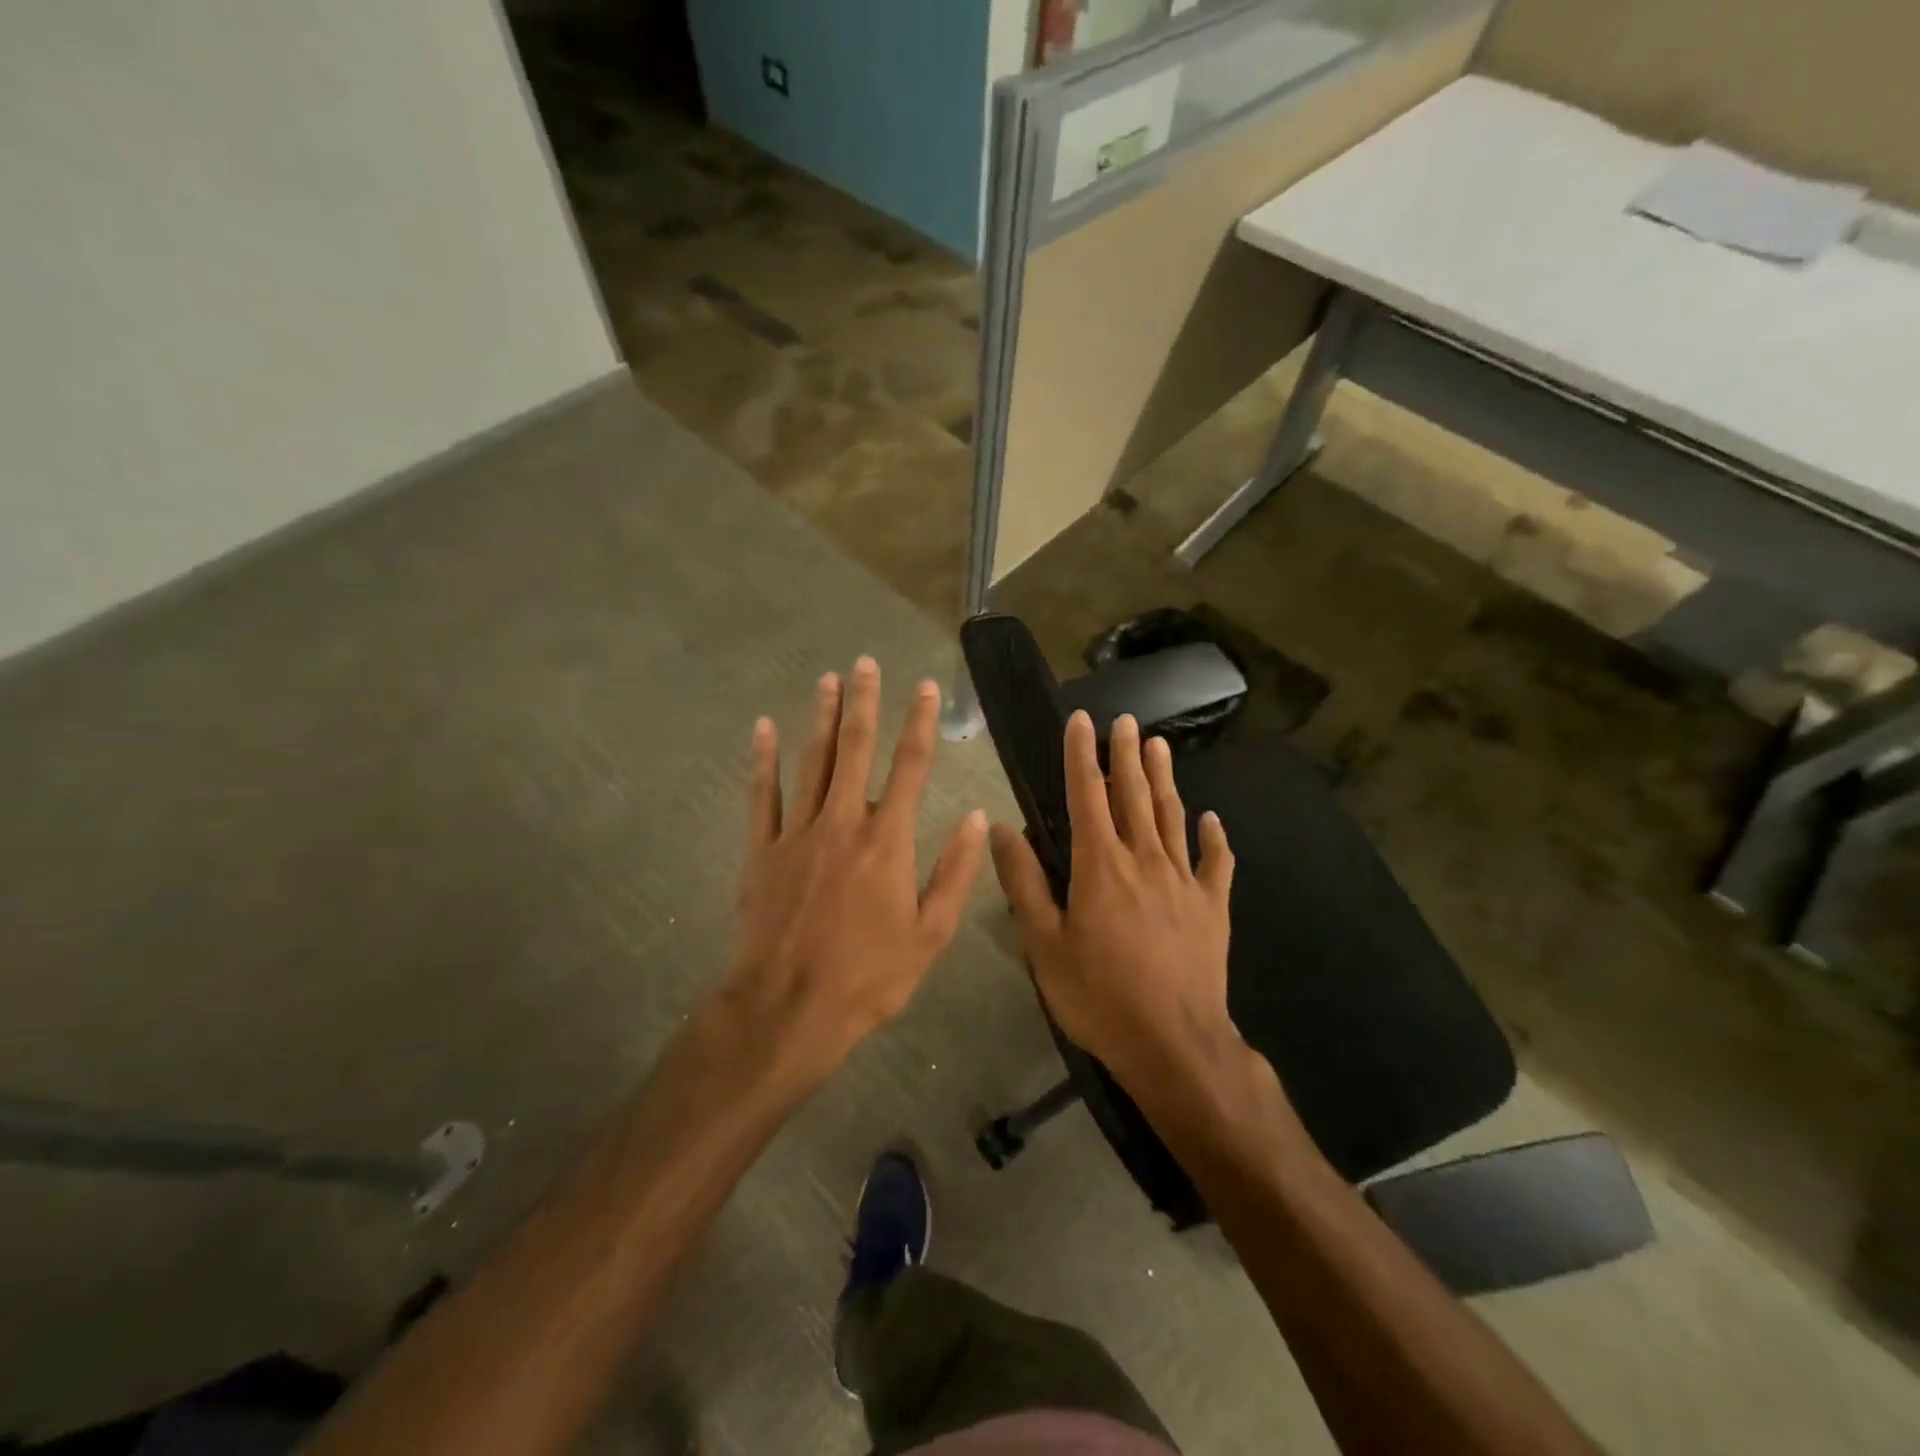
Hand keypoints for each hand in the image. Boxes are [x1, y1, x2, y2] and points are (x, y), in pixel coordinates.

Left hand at [723, 657, 987, 1090]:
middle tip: (865, 663)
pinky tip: (763, 729)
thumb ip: (955, 872)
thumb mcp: (930, 934)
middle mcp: (843, 822)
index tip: (926, 688)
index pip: (911, 767)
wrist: (790, 1009)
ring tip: (827, 680)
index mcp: (888, 841)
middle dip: (863, 703)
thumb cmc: (869, 976)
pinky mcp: (762, 851)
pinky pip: (761, 795)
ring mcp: (797, 833)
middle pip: (855, 750)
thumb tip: (978, 819)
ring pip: (810, 762)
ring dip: (820, 718)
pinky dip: (762, 760)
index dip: (921, 723)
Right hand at [989, 711, 1237, 1085]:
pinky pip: (1216, 864)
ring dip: (1165, 779)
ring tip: (1160, 746)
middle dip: (1126, 754)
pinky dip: (1215, 839)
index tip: (1080, 721)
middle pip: (1134, 795)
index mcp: (1100, 865)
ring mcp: (1184, 882)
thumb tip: (1000, 828)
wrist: (1174, 1045)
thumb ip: (1024, 883)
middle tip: (1126, 720)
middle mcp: (1144, 860)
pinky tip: (1213, 820)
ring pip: (1173, 817)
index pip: (1087, 795)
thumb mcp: (1044, 944)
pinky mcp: (1212, 908)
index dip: (1080, 755)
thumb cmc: (1099, 996)